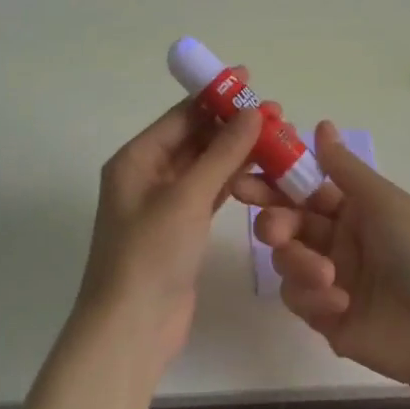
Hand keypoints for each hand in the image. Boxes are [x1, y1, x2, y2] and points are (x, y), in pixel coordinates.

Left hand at [79, 78, 263, 363]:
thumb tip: (252, 112)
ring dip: (237, 152)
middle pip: (195, 138)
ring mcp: (164, 203)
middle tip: (276, 114)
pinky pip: (210, 192)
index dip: (215, 96)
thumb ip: (222, 153)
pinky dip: (233, 180)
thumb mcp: (187, 197)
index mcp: (136, 158)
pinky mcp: (181, 229)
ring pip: (206, 165)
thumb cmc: (151, 253)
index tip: (250, 79)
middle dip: (232, 125)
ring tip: (277, 139)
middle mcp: (147, 174)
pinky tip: (262, 171)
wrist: (131, 329)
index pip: (180, 115)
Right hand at [234, 120, 409, 392]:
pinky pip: (299, 298)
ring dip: (298, 261)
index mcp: (356, 209)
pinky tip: (339, 301)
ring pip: (287, 260)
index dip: (276, 180)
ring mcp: (331, 280)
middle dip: (274, 221)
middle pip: (288, 223)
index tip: (247, 175)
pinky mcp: (326, 318)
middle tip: (271, 227)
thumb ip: (344, 169)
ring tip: (323, 274)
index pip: (304, 189)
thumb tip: (322, 124)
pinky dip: (312, 296)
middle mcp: (340, 240)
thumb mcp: (386, 202)